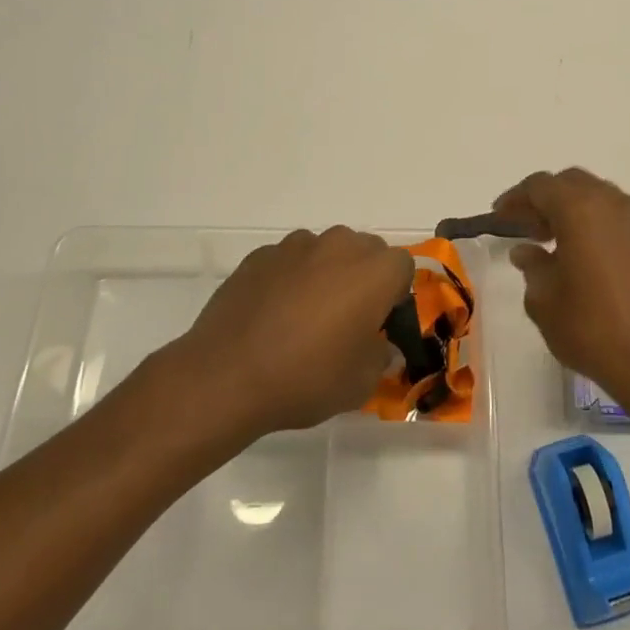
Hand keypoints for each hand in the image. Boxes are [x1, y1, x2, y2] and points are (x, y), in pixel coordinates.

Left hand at [168, 226, 415, 438]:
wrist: (227, 375)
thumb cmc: (306, 378)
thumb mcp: (360, 383)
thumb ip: (380, 357)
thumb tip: (379, 346)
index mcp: (374, 272)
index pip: (402, 267)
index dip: (396, 294)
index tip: (380, 323)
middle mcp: (338, 246)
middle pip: (365, 250)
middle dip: (364, 277)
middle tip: (347, 318)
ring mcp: (295, 246)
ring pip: (325, 251)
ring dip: (326, 273)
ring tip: (306, 316)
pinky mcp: (260, 255)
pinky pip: (289, 261)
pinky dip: (290, 278)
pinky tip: (273, 314)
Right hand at [493, 168, 629, 411]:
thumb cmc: (592, 329)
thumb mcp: (544, 301)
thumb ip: (532, 267)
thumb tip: (527, 251)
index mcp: (580, 209)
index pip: (540, 186)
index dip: (515, 198)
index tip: (500, 217)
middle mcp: (614, 204)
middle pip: (572, 184)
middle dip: (546, 200)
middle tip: (528, 228)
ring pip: (600, 197)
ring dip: (575, 210)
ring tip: (558, 243)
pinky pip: (621, 218)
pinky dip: (600, 225)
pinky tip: (590, 256)